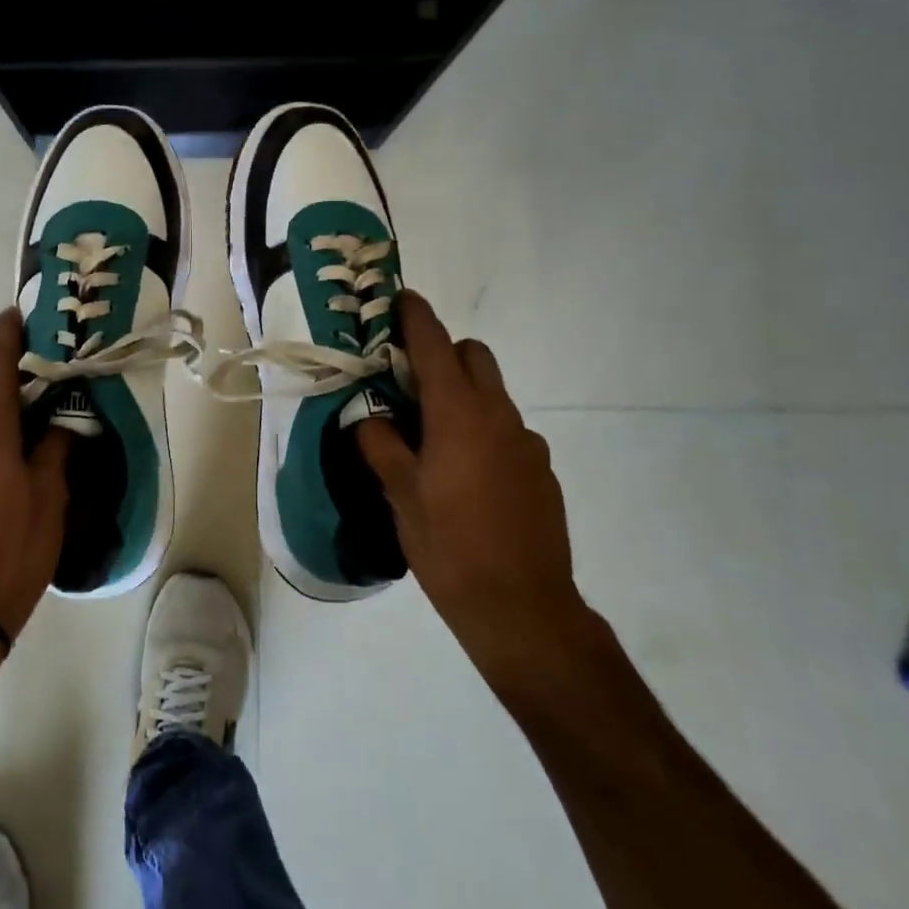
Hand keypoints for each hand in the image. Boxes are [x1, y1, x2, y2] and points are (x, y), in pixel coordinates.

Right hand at [356, 291, 592, 679]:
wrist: (523, 609)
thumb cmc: (450, 547)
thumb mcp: (400, 496)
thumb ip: (380, 445)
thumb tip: (368, 418)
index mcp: (459, 414)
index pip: (435, 345)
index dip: (415, 316)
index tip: (398, 298)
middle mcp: (499, 416)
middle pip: (473, 357)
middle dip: (442, 354)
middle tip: (407, 383)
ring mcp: (526, 443)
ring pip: (492, 394)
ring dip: (461, 395)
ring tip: (431, 439)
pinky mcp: (541, 470)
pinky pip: (506, 430)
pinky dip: (482, 430)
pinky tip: (466, 476)